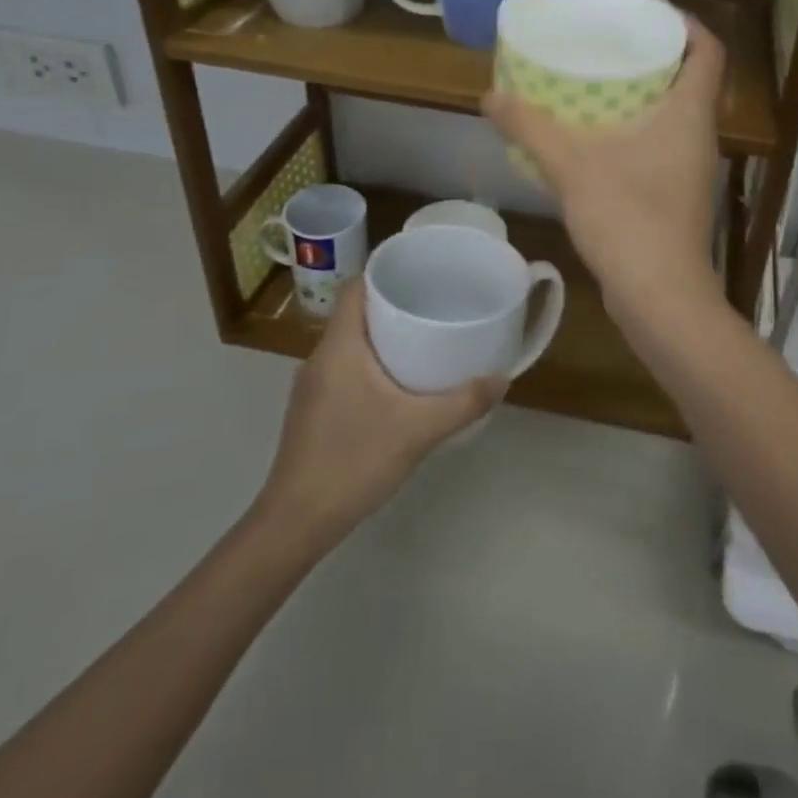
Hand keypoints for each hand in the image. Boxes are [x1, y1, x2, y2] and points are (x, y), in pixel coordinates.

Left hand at [257, 280, 504, 546]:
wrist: (295, 523)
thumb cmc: (353, 461)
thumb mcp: (418, 430)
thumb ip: (463, 402)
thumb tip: (502, 378)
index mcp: (339, 346)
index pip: (355, 287)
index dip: (384, 274)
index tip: (420, 276)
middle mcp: (319, 357)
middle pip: (355, 313)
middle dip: (392, 306)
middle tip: (434, 308)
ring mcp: (311, 387)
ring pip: (349, 344)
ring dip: (382, 338)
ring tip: (423, 343)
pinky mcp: (312, 411)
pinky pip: (344, 370)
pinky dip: (370, 366)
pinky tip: (398, 388)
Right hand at [483, 16, 726, 326]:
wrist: (659, 298)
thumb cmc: (628, 218)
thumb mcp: (571, 165)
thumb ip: (530, 127)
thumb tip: (489, 96)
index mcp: (690, 114)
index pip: (708, 51)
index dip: (686, 24)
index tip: (647, 13)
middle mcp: (698, 136)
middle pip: (688, 79)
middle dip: (653, 56)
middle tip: (608, 43)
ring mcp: (691, 170)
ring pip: (672, 115)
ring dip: (641, 96)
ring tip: (594, 83)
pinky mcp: (676, 197)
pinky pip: (659, 147)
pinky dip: (633, 132)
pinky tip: (594, 139)